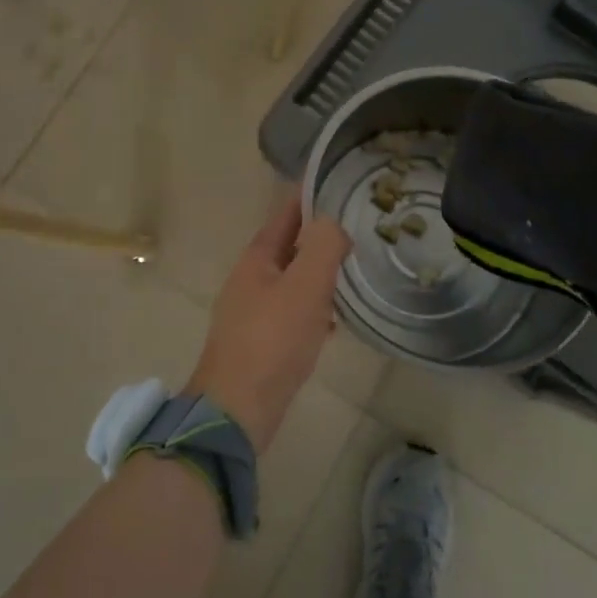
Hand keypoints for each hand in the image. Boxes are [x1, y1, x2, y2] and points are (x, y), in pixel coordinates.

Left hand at [186, 191, 350, 453]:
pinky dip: (313, 309)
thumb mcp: (305, 286)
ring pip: (292, 281)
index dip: (312, 197)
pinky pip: (291, 313)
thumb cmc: (272, 340)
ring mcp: (252, 311)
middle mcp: (251, 278)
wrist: (237, 410)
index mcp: (257, 257)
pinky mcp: (259, 342)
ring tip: (352, 274)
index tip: (343, 188)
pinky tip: (332, 322)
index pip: (286, 212)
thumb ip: (323, 246)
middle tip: (359, 233)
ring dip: (318, 275)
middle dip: (320, 238)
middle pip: (290, 246)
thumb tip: (333, 223)